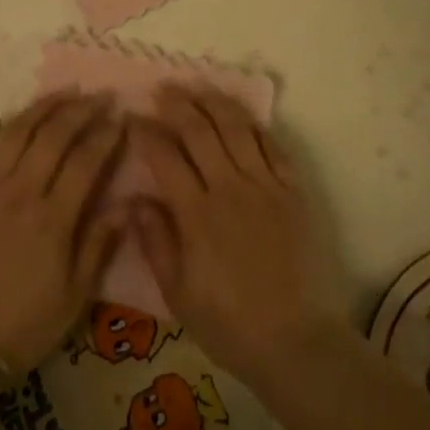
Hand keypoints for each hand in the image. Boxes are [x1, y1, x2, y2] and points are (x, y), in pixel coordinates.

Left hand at [0, 92, 125, 372]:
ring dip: (39, 109)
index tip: (122, 117)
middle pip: (53, 136)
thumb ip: (99, 245)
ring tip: (60, 94)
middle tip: (98, 96)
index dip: (106, 135)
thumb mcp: (74, 298)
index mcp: (53, 217)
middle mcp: (20, 192)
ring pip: (14, 133)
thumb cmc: (22, 326)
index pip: (86, 161)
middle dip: (80, 111)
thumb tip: (127, 203)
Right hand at [133, 86, 345, 390]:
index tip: (132, 118)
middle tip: (162, 89)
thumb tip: (133, 198)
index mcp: (196, 213)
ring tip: (198, 88)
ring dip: (214, 102)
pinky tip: (240, 115)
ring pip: (236, 127)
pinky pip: (272, 145)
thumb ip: (154, 241)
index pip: (164, 156)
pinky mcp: (293, 190)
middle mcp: (229, 187)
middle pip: (199, 130)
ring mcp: (265, 185)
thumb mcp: (177, 294)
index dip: (145, 131)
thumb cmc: (229, 323)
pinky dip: (254, 124)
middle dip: (177, 104)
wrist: (297, 341)